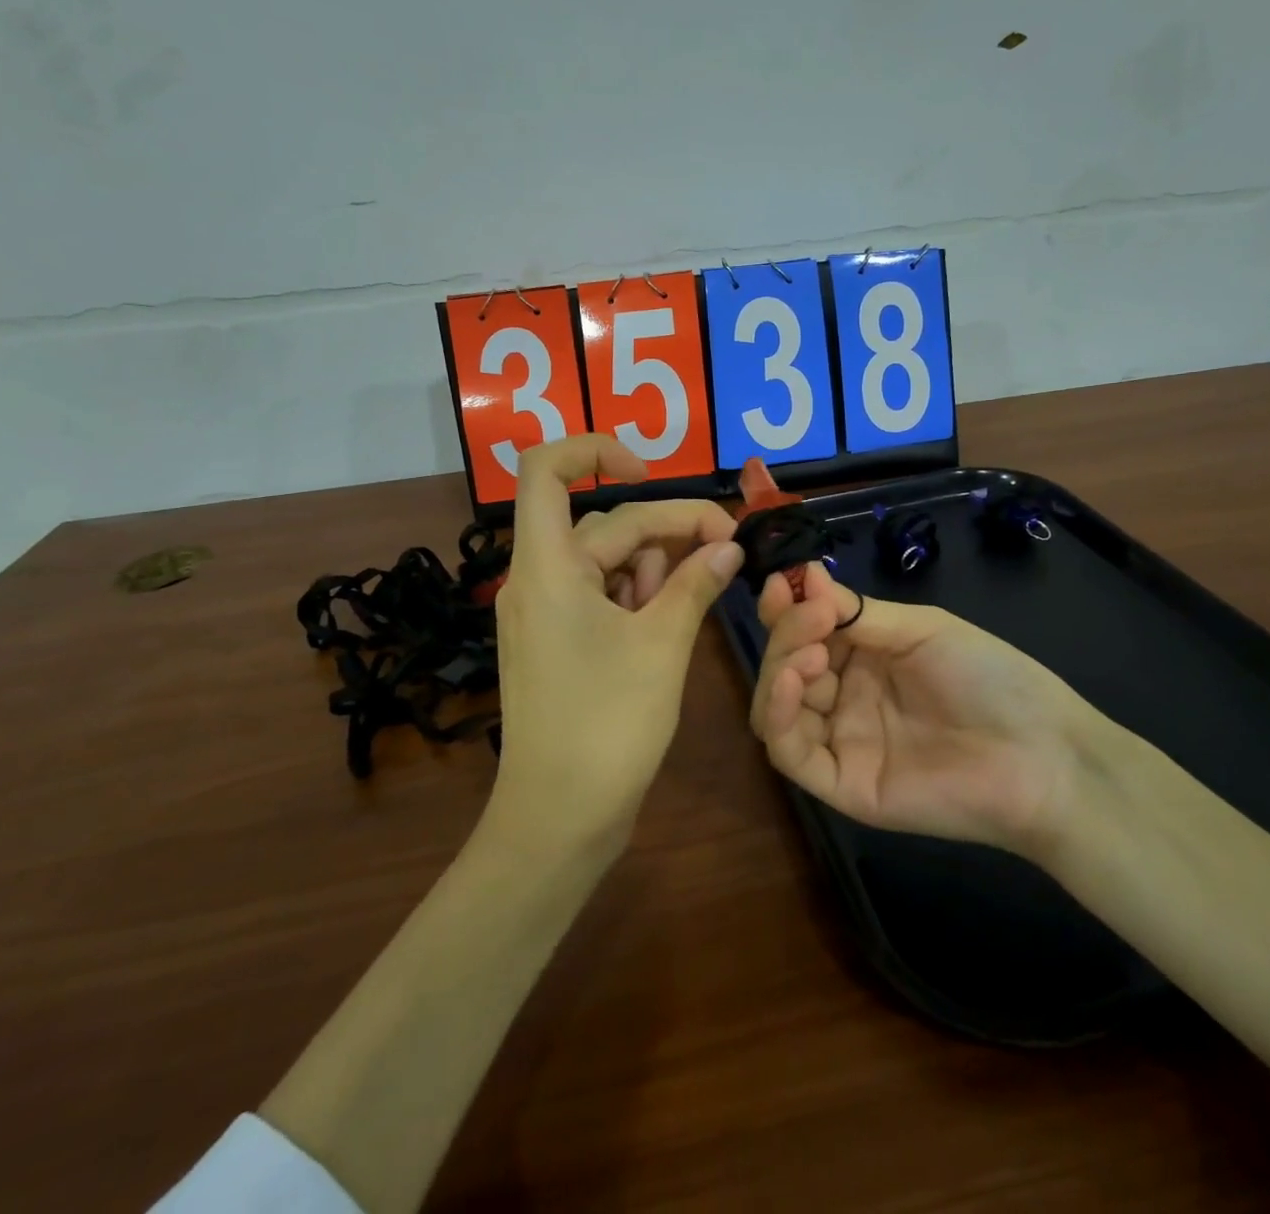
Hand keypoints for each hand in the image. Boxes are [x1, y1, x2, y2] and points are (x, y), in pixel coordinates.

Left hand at [487, 435, 742, 855]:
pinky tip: (674, 617)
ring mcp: (546, 611)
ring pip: (610, 559)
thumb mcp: (661, 647)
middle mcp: (538, 578)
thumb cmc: (607, 727)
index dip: (595, 450)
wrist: (558, 819)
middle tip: (731, 550)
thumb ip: (694, 585)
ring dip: (658, 565)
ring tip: (698, 595)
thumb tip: (728, 548)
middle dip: (670, 527)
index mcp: (548, 566)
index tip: (651, 473)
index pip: (546, 470)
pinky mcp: (561, 640)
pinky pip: (604, 594)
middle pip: (606, 523)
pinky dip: (642, 594)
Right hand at [748, 560, 1111, 860]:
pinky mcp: (842, 785)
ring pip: (778, 707)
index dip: (786, 607)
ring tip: (810, 653)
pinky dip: (779, 715)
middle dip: (787, 634)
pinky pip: (791, 754)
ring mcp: (841, 742)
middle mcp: (844, 697)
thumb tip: (806, 575)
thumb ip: (858, 612)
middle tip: (812, 617)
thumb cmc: (989, 677)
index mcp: (864, 657)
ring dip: (779, 671)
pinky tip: (793, 683)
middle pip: (786, 665)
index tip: (783, 584)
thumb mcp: (922, 629)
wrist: (1040, 753)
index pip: (804, 630)